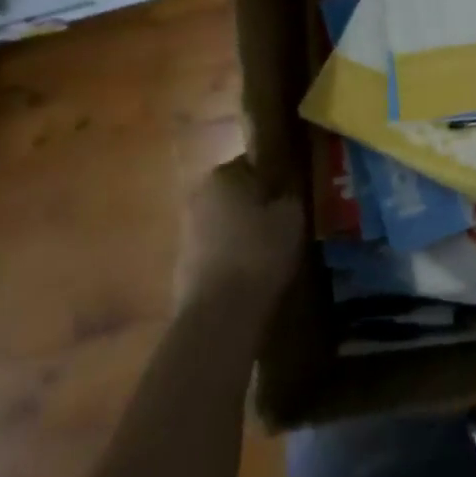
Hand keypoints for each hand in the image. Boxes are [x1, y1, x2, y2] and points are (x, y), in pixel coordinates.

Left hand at [176, 157, 304, 309]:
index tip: (293, 194)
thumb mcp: (292, 213)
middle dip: (257, 202)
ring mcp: (186, 230)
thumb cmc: (260, 251)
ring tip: (271, 248)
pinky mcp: (182, 263)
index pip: (255, 162)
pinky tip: (251, 271)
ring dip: (243, 229)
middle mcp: (199, 194)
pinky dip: (231, 253)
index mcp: (224, 173)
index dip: (277, 177)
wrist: (220, 314)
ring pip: (225, 220)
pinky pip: (215, 248)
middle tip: (286, 220)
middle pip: (237, 191)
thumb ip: (290, 190)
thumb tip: (288, 182)